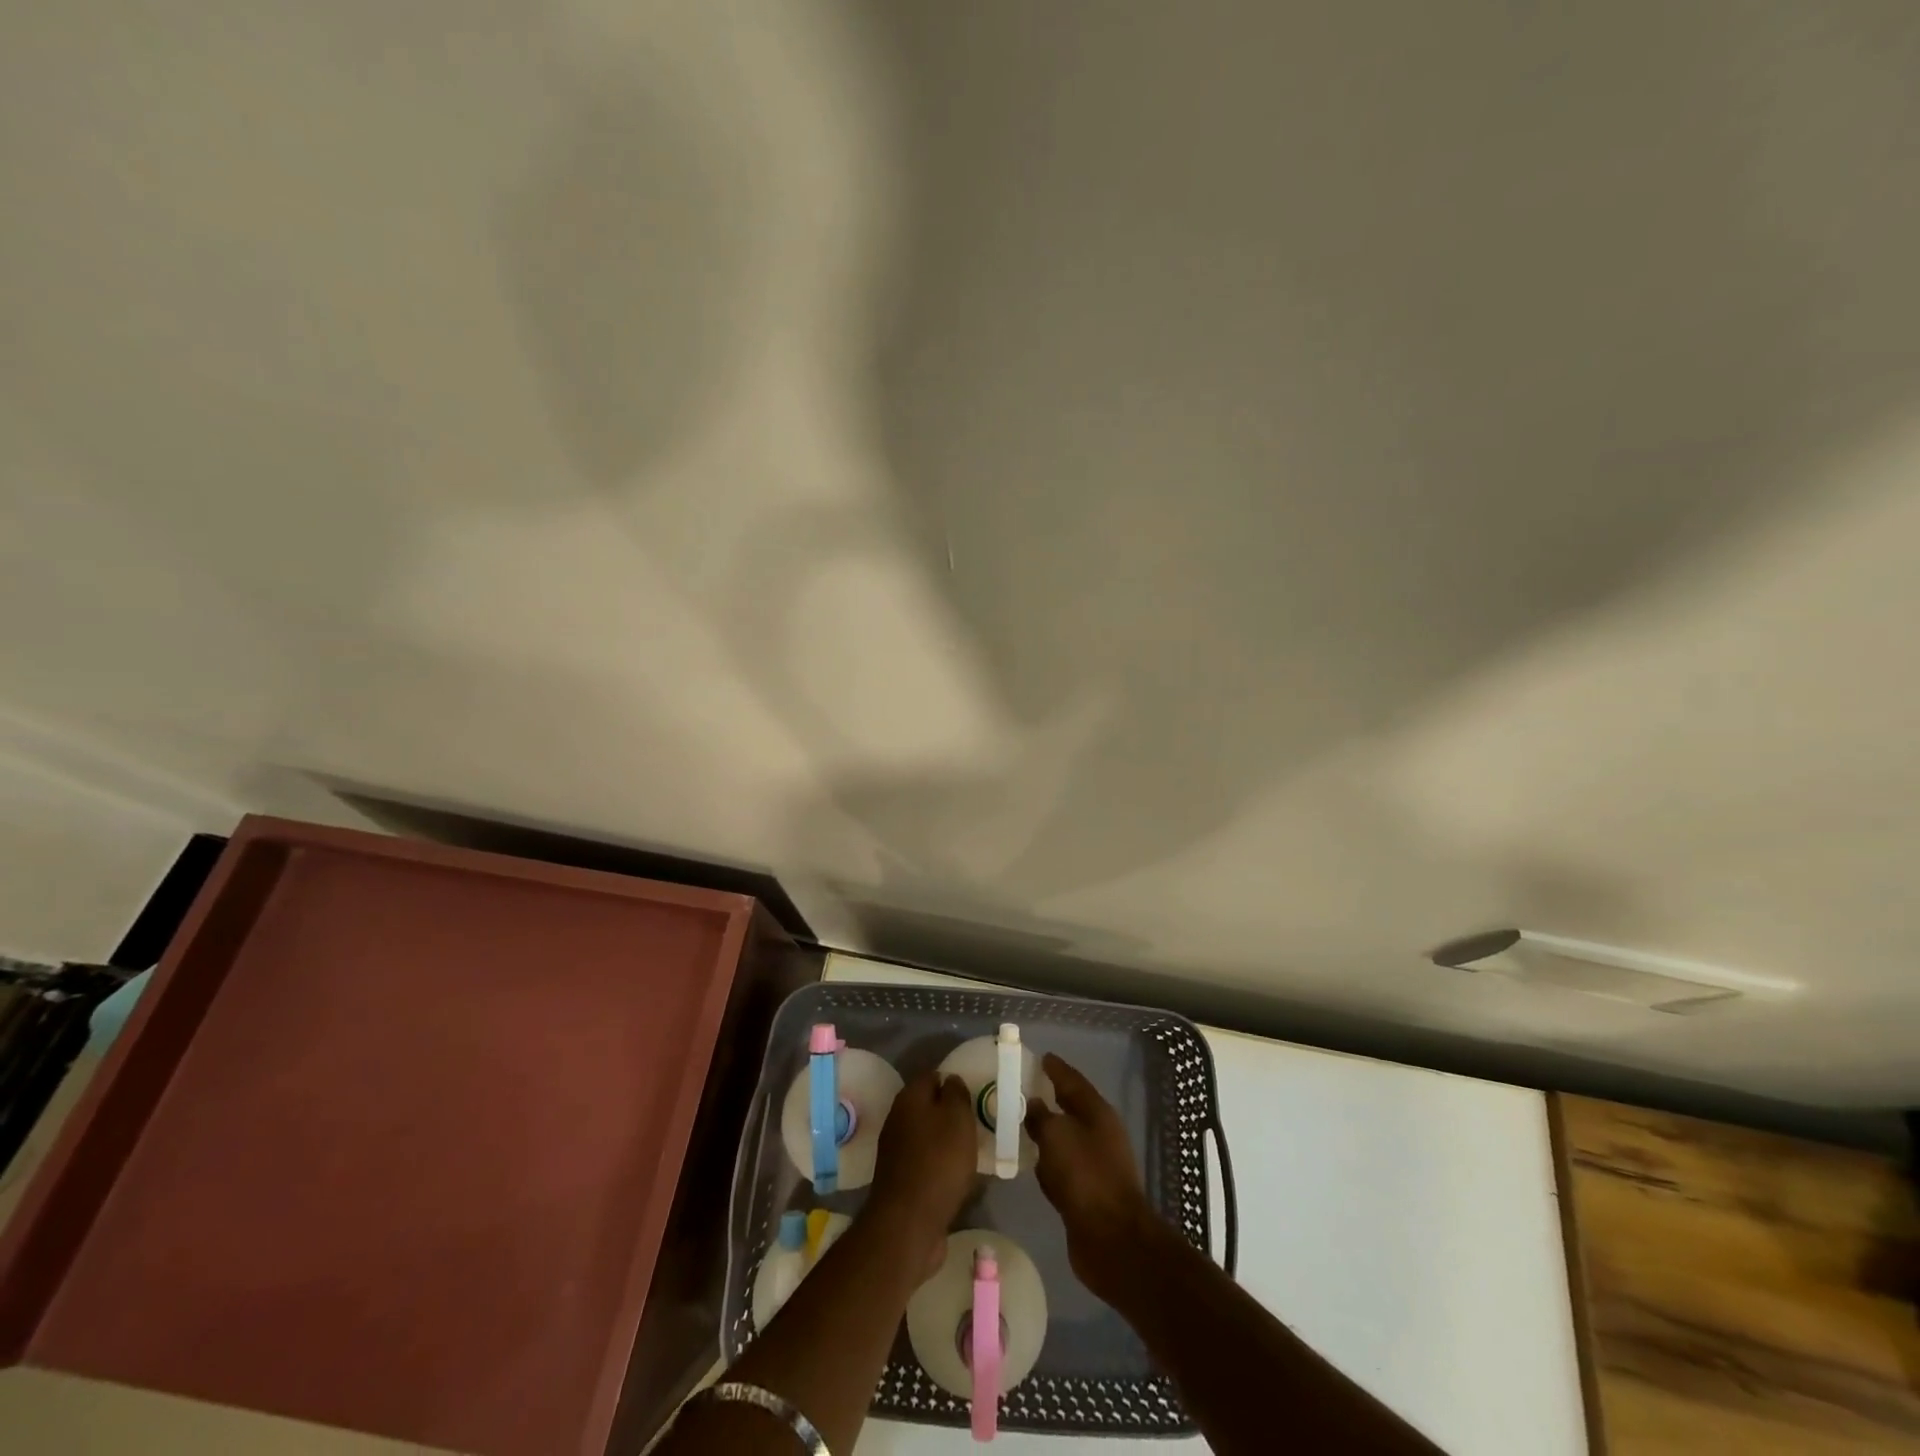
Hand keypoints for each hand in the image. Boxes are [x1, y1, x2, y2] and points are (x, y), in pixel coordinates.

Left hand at [866, 1071, 978, 1275]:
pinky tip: (956, 1176)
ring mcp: (896, 1151)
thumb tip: (950, 1081)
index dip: (952, 1081)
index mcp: (909, 1098)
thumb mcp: (958, 1118)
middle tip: (974, 1123)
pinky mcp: (900, 1179)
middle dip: (949, 1112)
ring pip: (926, 1135)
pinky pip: (924, 1162)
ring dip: (945, 1140)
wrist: (909, 1223)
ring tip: (970, 1150)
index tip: (972, 1094)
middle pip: (927, 1106)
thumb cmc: (938, 1162)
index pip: (931, 1076)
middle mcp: (897, 1119)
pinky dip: (939, 1165)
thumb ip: (956, 1094)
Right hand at [1025, 1053, 1159, 1296]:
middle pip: (1070, 1108)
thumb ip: (1041, 1117)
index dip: (1056, 1068)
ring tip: (1019, 1124)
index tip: (1040, 1057)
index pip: (1072, 1080)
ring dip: (1047, 1133)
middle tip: (1022, 1089)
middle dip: (1049, 1099)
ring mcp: (1095, 1164)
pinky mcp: (1087, 1193)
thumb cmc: (1085, 1176)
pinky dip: (1048, 1163)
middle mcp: (1099, 1134)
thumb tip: (1034, 1104)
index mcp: (1097, 1112)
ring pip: (1065, 1139)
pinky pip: (1062, 1168)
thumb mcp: (1057, 1137)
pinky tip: (1031, 1164)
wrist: (1112, 1240)